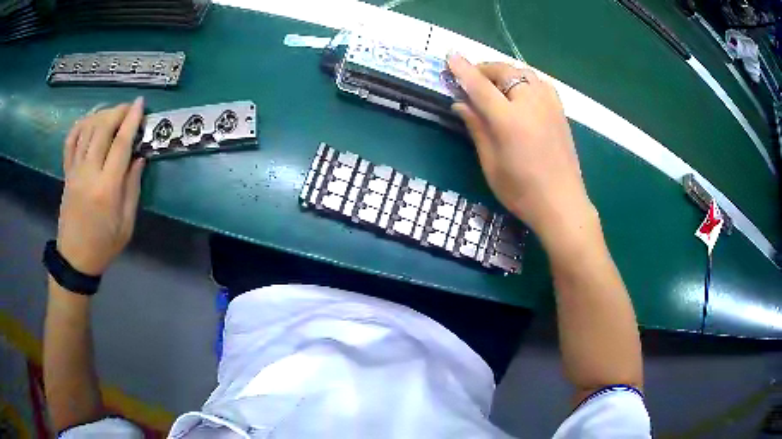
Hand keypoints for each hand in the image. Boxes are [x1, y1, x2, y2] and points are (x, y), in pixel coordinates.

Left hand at [57, 98, 145, 275]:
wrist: (75, 259)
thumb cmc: (104, 245)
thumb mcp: (126, 224)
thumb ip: (133, 188)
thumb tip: (139, 158)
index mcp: (106, 188)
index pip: (121, 144)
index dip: (132, 120)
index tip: (141, 104)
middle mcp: (89, 173)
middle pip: (102, 129)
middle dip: (118, 111)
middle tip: (130, 108)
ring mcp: (75, 171)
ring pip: (86, 130)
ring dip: (101, 114)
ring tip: (113, 113)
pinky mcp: (67, 173)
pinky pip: (70, 141)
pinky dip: (80, 125)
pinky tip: (90, 121)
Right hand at [447, 55, 594, 240]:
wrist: (562, 205)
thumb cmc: (521, 191)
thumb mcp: (491, 163)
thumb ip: (476, 128)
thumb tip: (460, 104)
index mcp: (509, 120)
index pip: (480, 85)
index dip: (463, 69)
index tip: (450, 56)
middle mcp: (531, 104)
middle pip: (504, 71)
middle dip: (485, 69)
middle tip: (471, 79)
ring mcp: (550, 105)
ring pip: (524, 73)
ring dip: (505, 72)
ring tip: (494, 85)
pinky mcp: (560, 111)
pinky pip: (540, 83)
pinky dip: (526, 80)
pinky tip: (521, 92)